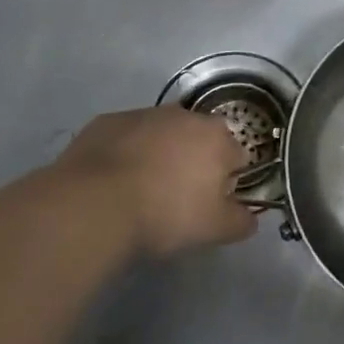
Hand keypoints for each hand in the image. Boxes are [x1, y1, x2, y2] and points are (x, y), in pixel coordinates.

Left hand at [40, 107, 255, 256]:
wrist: (93, 204)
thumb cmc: (164, 214)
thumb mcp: (213, 229)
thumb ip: (240, 221)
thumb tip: (250, 217)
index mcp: (217, 138)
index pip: (236, 156)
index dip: (227, 181)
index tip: (209, 204)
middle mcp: (186, 116)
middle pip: (199, 139)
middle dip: (194, 162)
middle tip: (176, 197)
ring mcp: (144, 114)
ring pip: (162, 134)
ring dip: (160, 154)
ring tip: (141, 190)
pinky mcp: (108, 121)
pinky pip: (127, 136)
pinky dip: (126, 152)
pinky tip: (113, 181)